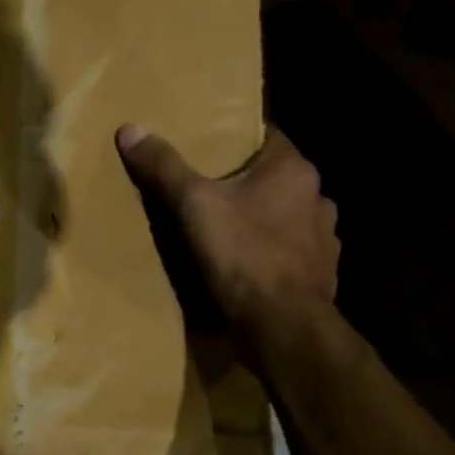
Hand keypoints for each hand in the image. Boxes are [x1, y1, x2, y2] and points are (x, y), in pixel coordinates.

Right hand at [116, 124, 337, 351]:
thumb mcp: (192, 205)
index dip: (236, 139)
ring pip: (286, 215)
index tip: (207, 144)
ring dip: (262, 217)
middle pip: (274, 177)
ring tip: (227, 227)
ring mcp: (324, 238)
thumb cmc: (242, 254)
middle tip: (207, 186)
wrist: (283, 326)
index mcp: (293, 170)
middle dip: (244, 181)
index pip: (266, 136)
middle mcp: (317, 197)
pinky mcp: (321, 273)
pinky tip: (247, 262)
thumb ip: (163, 167)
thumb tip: (130, 128)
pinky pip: (291, 251)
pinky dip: (272, 251)